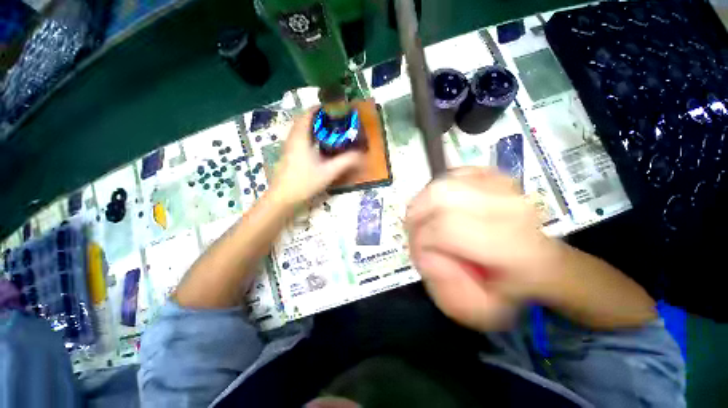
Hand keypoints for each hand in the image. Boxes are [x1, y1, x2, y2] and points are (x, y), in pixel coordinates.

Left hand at [270, 108, 363, 206]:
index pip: (308, 114)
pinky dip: (308, 137)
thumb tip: (361, 155)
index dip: (320, 108)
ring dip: (312, 127)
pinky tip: (318, 147)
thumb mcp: (328, 172)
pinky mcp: (288, 156)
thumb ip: (346, 162)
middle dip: (317, 117)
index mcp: (301, 138)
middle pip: (303, 120)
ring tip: (328, 131)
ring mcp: (288, 148)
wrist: (282, 199)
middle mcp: (292, 139)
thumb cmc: (305, 182)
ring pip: (300, 130)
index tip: (333, 108)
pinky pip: (299, 139)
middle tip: (333, 120)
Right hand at [405, 167, 562, 331]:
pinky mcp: (496, 175)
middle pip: (440, 197)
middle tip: (416, 232)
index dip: (422, 239)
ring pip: (443, 183)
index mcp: (511, 247)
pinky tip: (441, 205)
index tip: (419, 252)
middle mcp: (510, 209)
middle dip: (417, 216)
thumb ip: (444, 288)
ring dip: (424, 203)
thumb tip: (424, 255)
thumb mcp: (477, 310)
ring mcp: (505, 187)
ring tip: (425, 219)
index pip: (446, 228)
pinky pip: (453, 174)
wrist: (542, 264)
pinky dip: (438, 188)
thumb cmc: (511, 290)